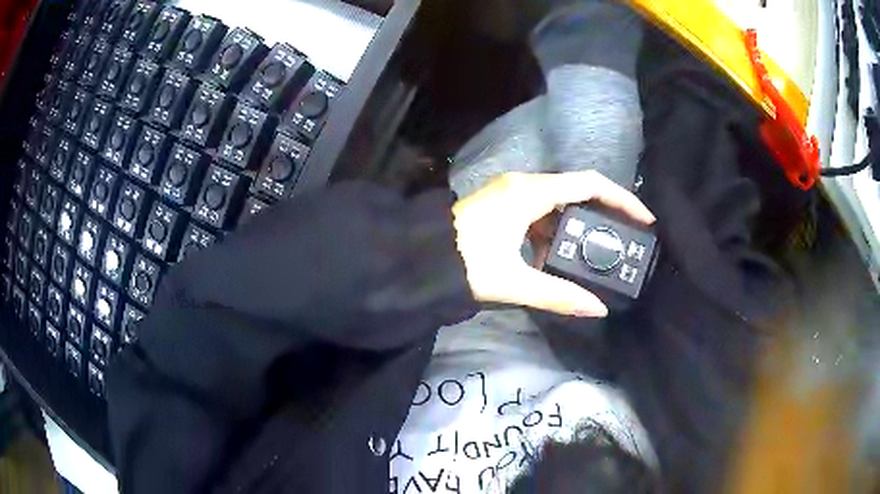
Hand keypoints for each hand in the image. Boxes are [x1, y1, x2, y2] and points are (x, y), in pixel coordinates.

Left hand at [452, 171, 655, 316]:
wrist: (417, 258)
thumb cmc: (463, 265)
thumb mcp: (514, 282)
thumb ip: (558, 295)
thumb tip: (597, 309)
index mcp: (530, 192)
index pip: (590, 185)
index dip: (622, 199)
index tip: (644, 219)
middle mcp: (523, 184)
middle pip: (577, 191)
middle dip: (602, 216)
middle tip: (623, 240)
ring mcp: (510, 192)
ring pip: (557, 204)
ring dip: (574, 229)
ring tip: (592, 255)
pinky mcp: (502, 205)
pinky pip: (538, 212)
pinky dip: (551, 233)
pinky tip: (553, 259)